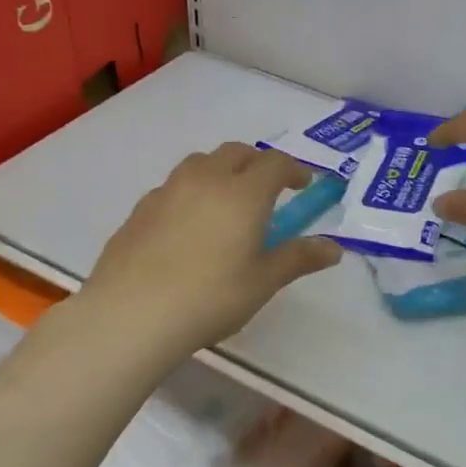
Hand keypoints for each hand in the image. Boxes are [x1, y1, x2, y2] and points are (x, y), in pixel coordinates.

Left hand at [80, 142, 342, 354]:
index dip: (293, 170)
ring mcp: (167, 191)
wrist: (131, 313)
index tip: (302, 186)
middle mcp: (206, 179)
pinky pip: (173, 187)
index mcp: (243, 192)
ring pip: (200, 163)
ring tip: (226, 201)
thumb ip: (299, 258)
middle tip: (267, 189)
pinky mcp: (140, 209)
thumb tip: (334, 248)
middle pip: (236, 152)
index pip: (275, 163)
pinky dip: (190, 193)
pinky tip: (187, 227)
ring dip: (221, 171)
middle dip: (257, 163)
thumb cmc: (211, 297)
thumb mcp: (263, 281)